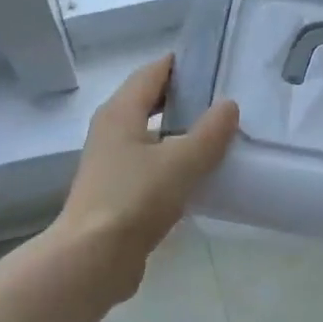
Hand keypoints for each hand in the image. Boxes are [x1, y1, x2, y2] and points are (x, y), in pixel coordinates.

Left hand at [51, 55, 239, 300]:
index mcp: (120, 112)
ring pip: (153, 135)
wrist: (93, 259)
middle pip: (151, 101)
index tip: (217, 62)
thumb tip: (229, 105)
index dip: (183, 64)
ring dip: (182, 131)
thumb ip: (210, 132)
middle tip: (226, 97)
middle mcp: (112, 131)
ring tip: (222, 132)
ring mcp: (113, 163)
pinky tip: (203, 172)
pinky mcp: (119, 192)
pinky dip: (176, 161)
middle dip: (186, 97)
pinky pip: (153, 164)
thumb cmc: (134, 199)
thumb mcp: (181, 161)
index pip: (153, 72)